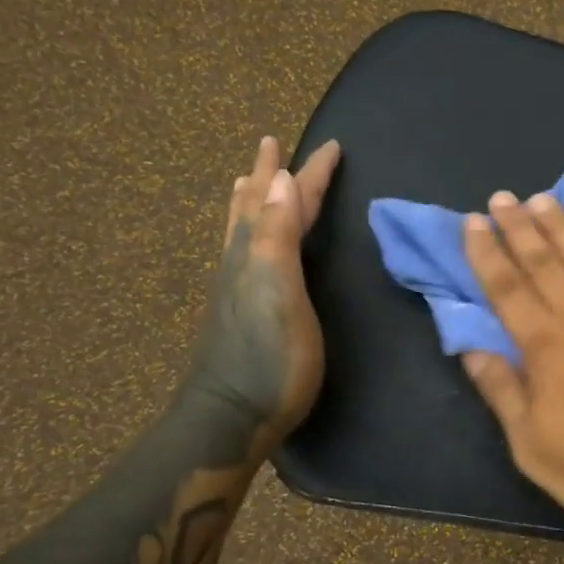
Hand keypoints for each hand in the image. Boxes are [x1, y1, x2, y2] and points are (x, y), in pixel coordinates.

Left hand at [184, 136, 341, 459]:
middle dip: (270, 175)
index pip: (288, 200)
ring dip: (252, 200)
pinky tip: (251, 245)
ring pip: (244, 228)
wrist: (230, 418)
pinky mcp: (241, 310)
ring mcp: (238, 287)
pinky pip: (245, 252)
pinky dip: (250, 231)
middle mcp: (243, 261)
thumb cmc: (269, 358)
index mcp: (258, 252)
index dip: (310, 173)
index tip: (333, 146)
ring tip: (251, 180)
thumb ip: (277, 236)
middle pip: (257, 207)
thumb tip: (282, 178)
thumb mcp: (278, 293)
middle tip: (272, 145)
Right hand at [460, 191, 563, 535]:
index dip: (486, 254)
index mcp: (546, 346)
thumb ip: (502, 391)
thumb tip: (471, 349)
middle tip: (502, 198)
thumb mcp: (532, 445)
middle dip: (519, 227)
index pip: (506, 288)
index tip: (472, 223)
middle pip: (544, 262)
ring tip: (546, 199)